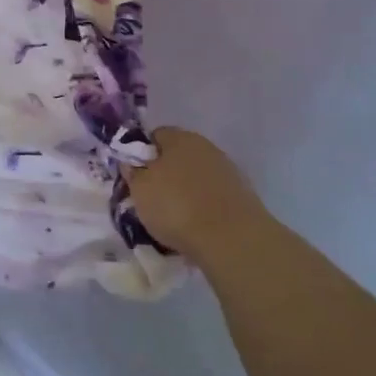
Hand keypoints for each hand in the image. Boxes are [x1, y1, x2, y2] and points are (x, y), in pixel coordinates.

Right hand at [127, 127, 272, 260]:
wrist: (232, 239)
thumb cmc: (176, 207)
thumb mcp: (139, 190)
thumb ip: (133, 172)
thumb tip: (132, 163)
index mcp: (180, 138)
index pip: (155, 136)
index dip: (142, 154)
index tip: (136, 176)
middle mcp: (206, 147)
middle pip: (178, 156)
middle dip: (165, 173)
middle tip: (152, 197)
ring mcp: (228, 171)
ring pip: (197, 177)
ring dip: (186, 190)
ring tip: (175, 217)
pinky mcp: (243, 195)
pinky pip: (213, 196)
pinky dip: (204, 206)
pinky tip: (197, 225)